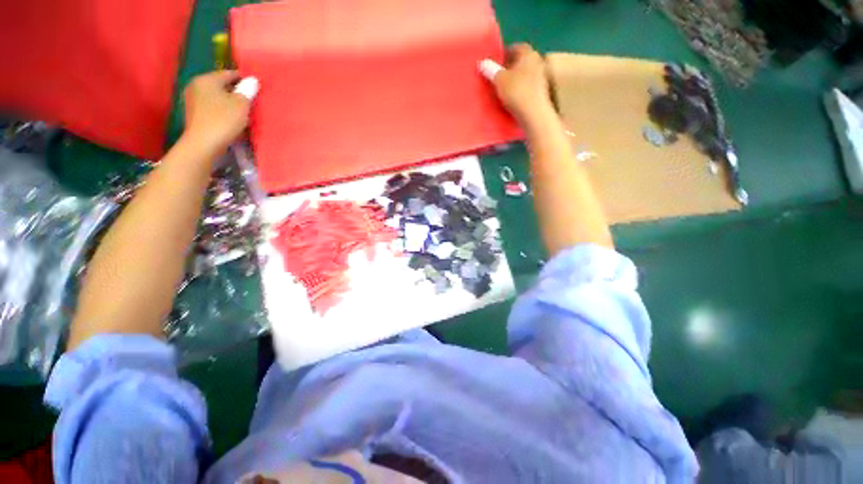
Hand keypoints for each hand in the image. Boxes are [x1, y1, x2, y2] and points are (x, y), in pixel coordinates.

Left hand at [182, 71, 251, 154]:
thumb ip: (248, 90)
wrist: (203, 144)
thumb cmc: (223, 120)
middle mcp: (196, 85)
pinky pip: (212, 108)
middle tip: (251, 103)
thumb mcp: (241, 104)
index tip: (256, 90)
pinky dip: (222, 111)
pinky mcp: (194, 114)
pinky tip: (231, 120)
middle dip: (236, 93)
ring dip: (229, 103)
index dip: (244, 81)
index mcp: (206, 79)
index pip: (229, 74)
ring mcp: (192, 100)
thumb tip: (252, 80)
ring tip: (242, 113)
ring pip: (217, 97)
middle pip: (221, 86)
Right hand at [481, 44, 554, 123]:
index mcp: (528, 54)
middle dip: (509, 67)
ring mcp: (541, 78)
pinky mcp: (540, 93)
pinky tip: (510, 98)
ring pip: (524, 75)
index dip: (504, 53)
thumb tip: (483, 63)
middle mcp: (537, 62)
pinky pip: (526, 87)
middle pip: (521, 61)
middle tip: (496, 75)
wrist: (533, 114)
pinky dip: (518, 90)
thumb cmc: (516, 92)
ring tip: (501, 88)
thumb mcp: (499, 80)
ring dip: (514, 80)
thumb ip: (490, 70)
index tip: (494, 62)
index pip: (516, 47)